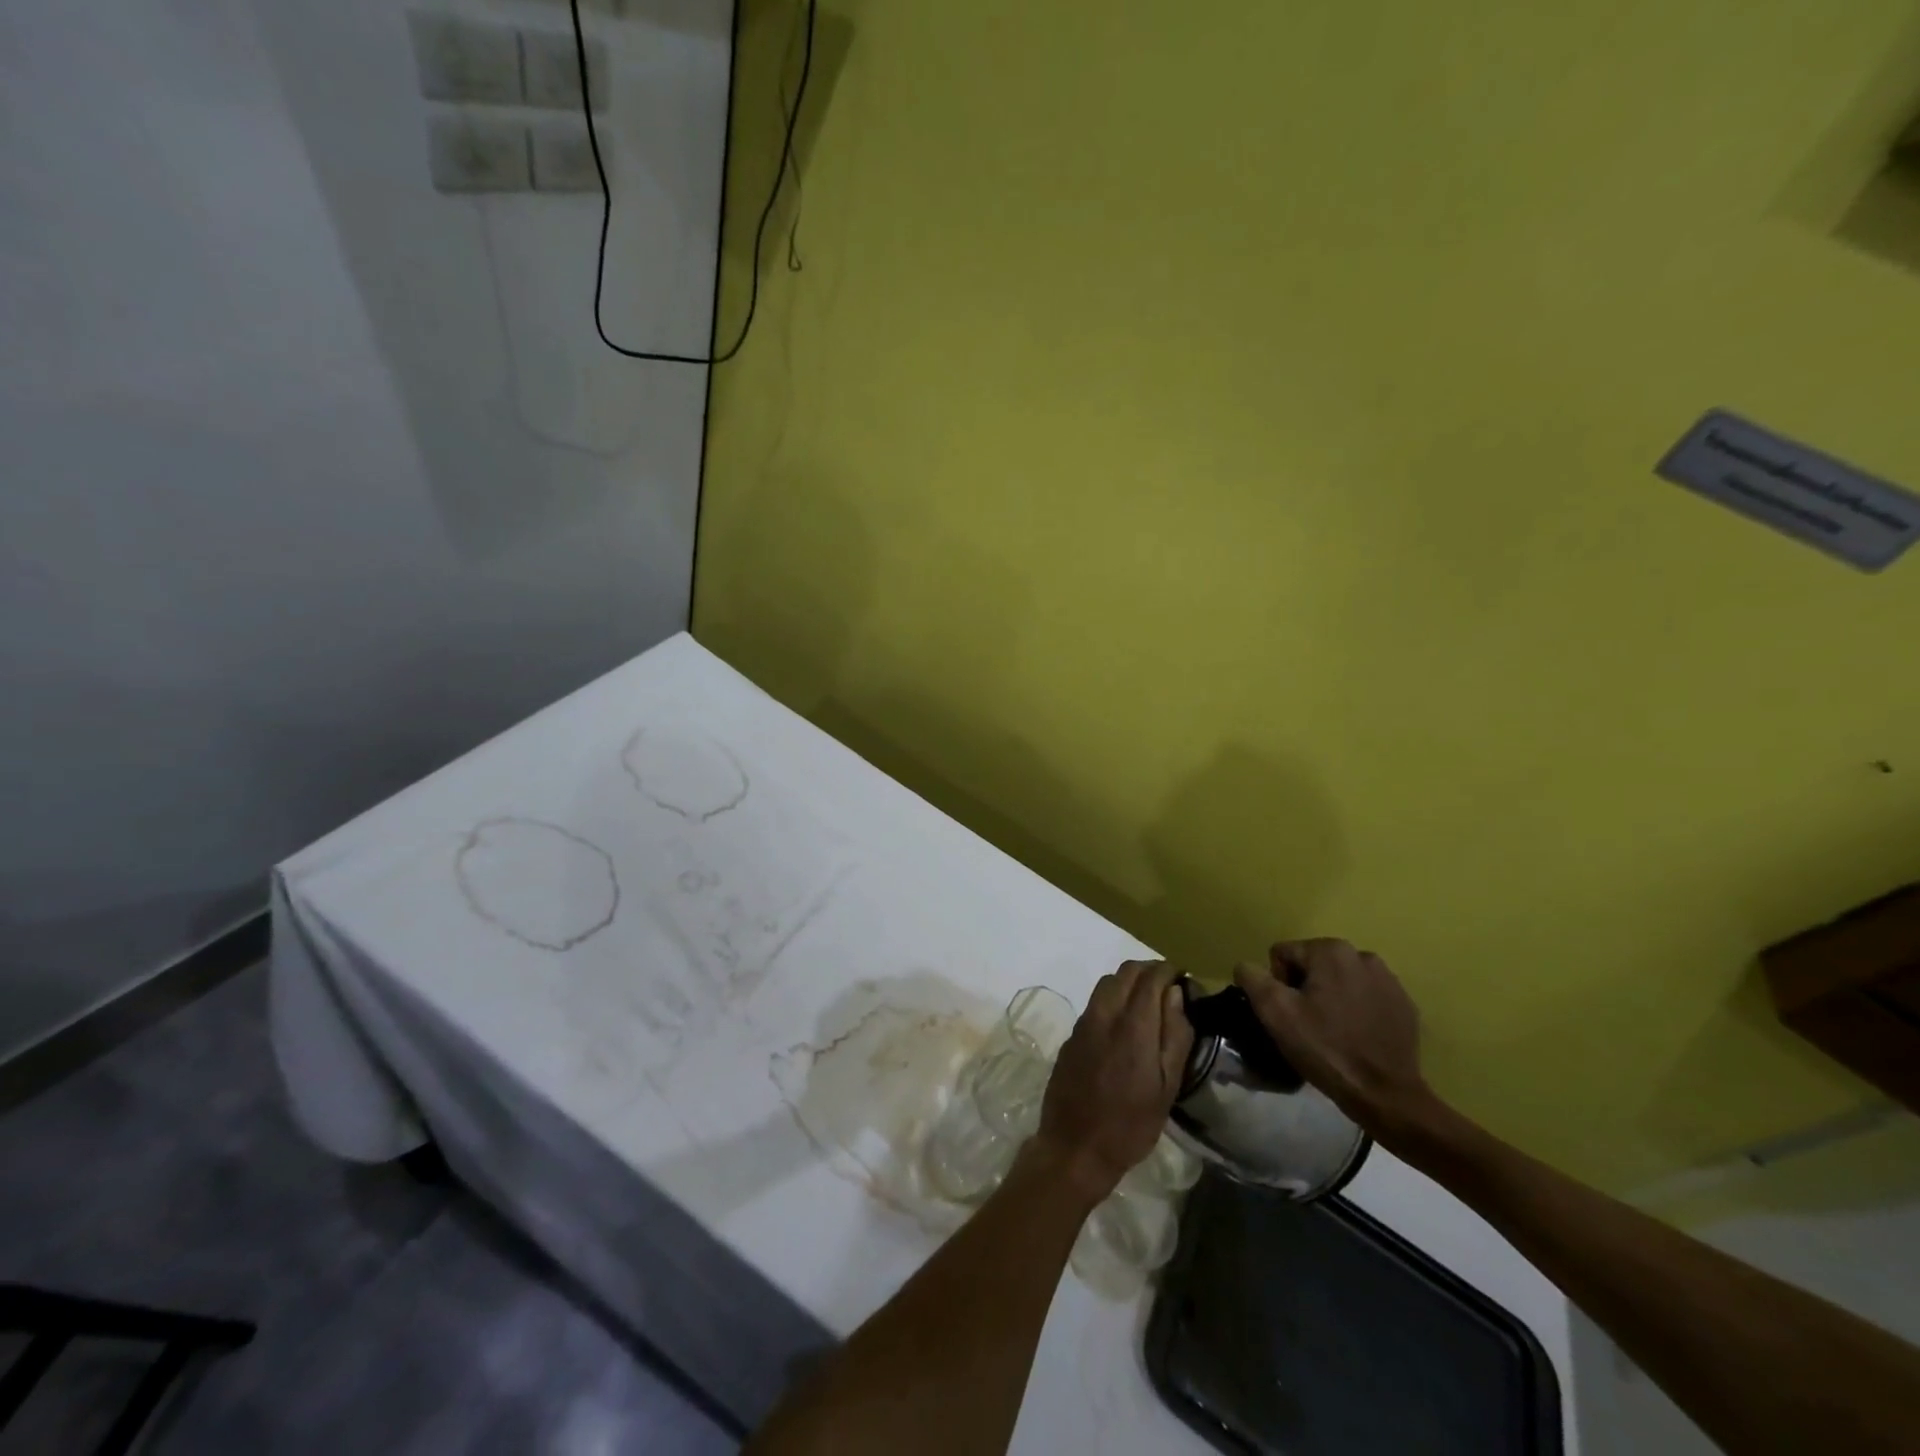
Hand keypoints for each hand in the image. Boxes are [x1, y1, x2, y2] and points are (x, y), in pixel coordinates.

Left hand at [1030, 961, 1192, 1204]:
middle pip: (1126, 971)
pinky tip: (1124, 1022)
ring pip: (1107, 983)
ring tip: (1148, 1002)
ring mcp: (1083, 1023)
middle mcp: (1104, 1015)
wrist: (1074, 1147)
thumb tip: (1176, 995)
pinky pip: (1095, 1002)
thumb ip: (1174, 1036)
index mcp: (1133, 1026)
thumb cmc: (1130, 1125)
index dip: (1169, 970)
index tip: (1183, 978)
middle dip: (1149, 970)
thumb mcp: (1167, 1088)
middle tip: (1168, 987)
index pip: (1150, 977)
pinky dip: (1113, 998)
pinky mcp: (1072, 1035)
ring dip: (1129, 982)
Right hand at [1234, 939, 1439, 1141]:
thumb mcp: (1274, 1012)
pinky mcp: (1404, 1004)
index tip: (1290, 1014)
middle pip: (1312, 964)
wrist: (1385, 1094)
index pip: (1283, 955)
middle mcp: (1363, 955)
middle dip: (1305, 988)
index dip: (1277, 984)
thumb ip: (1252, 978)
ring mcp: (1389, 980)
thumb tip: (1247, 967)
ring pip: (1340, 980)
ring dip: (1331, 997)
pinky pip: (1366, 997)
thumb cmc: (1325, 1048)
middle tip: (1308, 1024)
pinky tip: (1357, 1036)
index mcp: (1330, 951)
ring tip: (1333, 1030)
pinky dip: (1357, 1010)